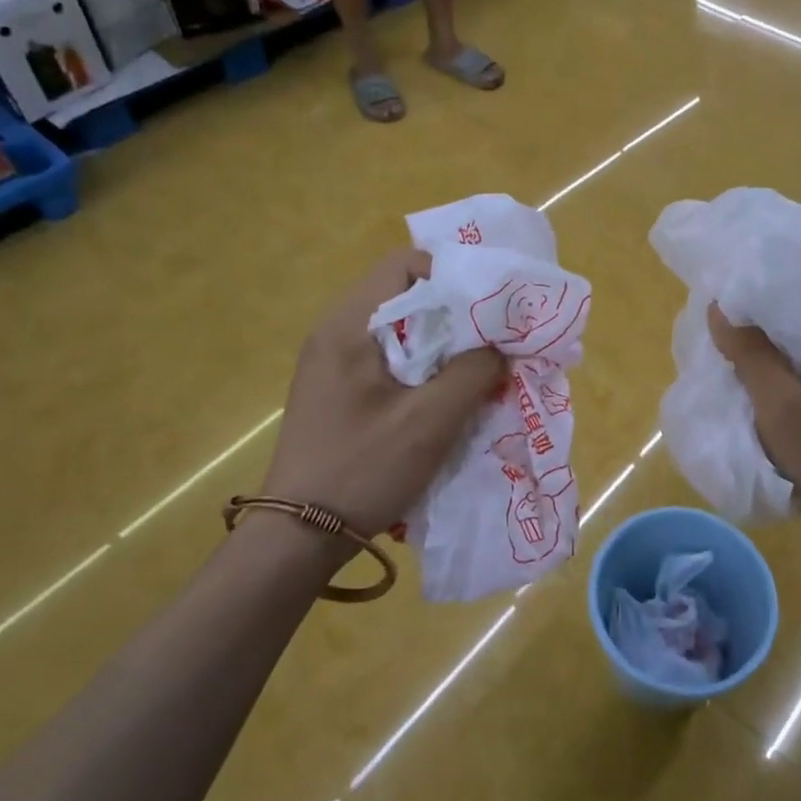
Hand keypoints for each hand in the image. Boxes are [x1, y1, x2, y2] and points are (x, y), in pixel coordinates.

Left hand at [262, 248, 502, 538]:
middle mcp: (335, 331)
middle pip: (403, 294)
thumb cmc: (363, 470)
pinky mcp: (336, 389)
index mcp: (349, 324)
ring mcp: (331, 361)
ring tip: (476, 368)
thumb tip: (502, 344)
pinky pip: (387, 357)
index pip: (404, 264)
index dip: (453, 275)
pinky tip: (443, 395)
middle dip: (453, 312)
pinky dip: (422, 366)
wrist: (298, 536)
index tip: (490, 308)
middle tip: (492, 339)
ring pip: (399, 329)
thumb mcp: (430, 421)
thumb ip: (473, 371)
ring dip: (441, 343)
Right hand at [709, 278, 800, 557]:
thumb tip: (722, 309)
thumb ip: (753, 358)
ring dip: (773, 347)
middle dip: (761, 312)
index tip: (727, 276)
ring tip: (730, 355)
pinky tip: (766, 395)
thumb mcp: (786, 414)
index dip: (769, 270)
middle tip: (715, 321)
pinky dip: (790, 374)